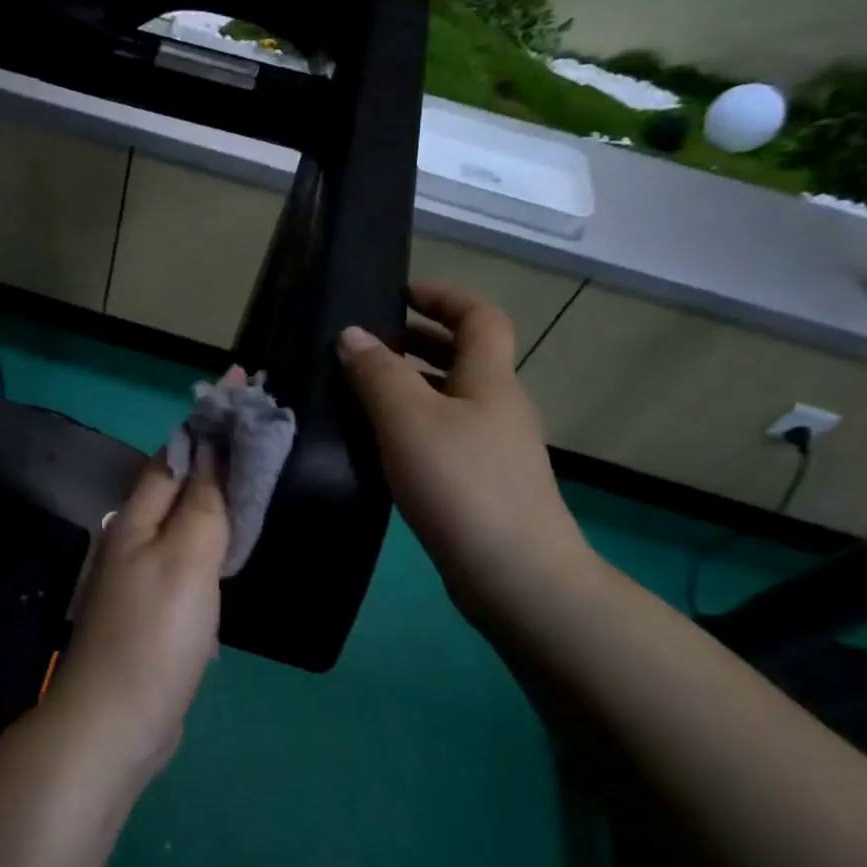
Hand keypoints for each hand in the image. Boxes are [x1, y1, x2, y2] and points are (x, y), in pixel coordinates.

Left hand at [50, 442, 230, 772]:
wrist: (116, 719)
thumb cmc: (155, 634)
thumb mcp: (186, 560)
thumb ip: (203, 505)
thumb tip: (212, 450)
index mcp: (136, 519)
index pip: (176, 452)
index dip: (208, 420)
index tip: (244, 388)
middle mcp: (133, 539)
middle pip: (178, 484)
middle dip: (215, 454)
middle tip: (262, 434)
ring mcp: (141, 577)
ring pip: (183, 522)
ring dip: (214, 497)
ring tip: (253, 479)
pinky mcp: (154, 610)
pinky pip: (186, 559)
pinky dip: (211, 541)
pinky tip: (230, 546)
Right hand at [337, 281, 595, 621]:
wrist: (514, 574)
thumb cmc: (462, 484)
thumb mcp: (409, 420)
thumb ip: (377, 374)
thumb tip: (351, 334)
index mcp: (489, 379)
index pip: (479, 317)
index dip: (444, 297)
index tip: (401, 292)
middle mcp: (498, 406)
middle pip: (464, 357)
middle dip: (420, 340)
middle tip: (368, 344)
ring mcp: (494, 448)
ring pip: (450, 399)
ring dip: (411, 386)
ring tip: (360, 392)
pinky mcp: (481, 484)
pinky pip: (443, 436)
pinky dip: (412, 426)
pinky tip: (379, 446)